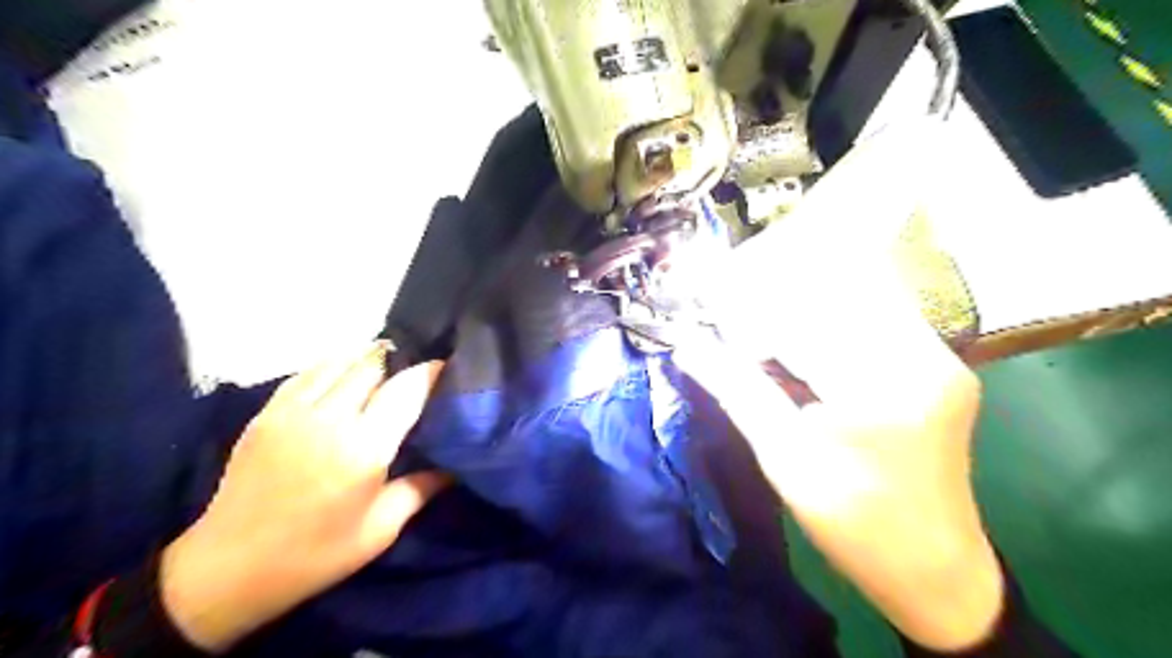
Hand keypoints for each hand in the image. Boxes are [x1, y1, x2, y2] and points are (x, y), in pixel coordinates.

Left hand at [156, 345, 445, 652]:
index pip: (407, 390)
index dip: (431, 372)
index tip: (449, 367)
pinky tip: (345, 375)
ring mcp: (293, 411)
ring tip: (386, 367)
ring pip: (341, 360)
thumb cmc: (314, 555)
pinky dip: (334, 365)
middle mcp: (330, 419)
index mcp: (363, 449)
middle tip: (417, 372)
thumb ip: (421, 489)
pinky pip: (309, 372)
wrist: (226, 570)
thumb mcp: (380, 530)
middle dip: (401, 362)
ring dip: (368, 358)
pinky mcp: (267, 413)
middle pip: (374, 365)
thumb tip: (456, 466)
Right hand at [685, 120, 1002, 652]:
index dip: (744, 284)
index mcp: (881, 376)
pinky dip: (805, 315)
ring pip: (840, 298)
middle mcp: (914, 349)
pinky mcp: (921, 364)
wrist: (933, 569)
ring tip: (727, 295)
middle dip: (763, 274)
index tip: (698, 272)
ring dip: (781, 293)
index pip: (801, 302)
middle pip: (825, 286)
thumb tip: (684, 338)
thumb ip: (733, 387)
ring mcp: (924, 353)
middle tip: (707, 270)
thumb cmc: (856, 525)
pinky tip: (770, 326)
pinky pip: (853, 321)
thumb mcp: (783, 458)